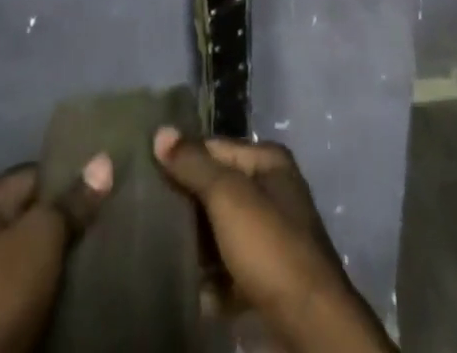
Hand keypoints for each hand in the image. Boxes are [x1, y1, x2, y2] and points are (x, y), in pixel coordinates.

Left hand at [0, 157, 112, 352]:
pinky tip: (94, 280)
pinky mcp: (4, 317)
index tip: (111, 179)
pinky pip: (43, 289)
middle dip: (76, 218)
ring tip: (111, 243)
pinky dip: (64, 286)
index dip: (74, 175)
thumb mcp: (42, 233)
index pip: (40, 173)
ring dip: (73, 255)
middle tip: (117, 211)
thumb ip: (73, 200)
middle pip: (42, 215)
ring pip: (45, 255)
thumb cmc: (1, 286)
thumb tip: (104, 160)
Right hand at [153, 129, 391, 352]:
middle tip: (150, 214)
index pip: (215, 148)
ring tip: (164, 250)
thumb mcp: (228, 197)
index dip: (182, 157)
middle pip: (219, 189)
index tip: (147, 172)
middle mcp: (273, 191)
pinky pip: (231, 269)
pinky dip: (213, 280)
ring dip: (198, 245)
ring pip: (223, 232)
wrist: (310, 322)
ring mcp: (273, 236)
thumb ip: (194, 165)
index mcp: (268, 161)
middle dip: (188, 204)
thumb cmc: (269, 245)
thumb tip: (160, 132)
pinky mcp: (269, 277)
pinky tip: (191, 288)